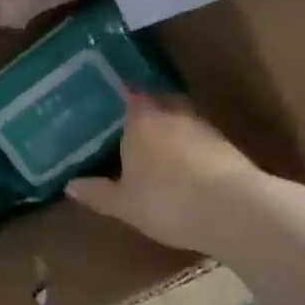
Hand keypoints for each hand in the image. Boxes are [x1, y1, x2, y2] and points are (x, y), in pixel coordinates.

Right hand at [66, 94, 274, 257]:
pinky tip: (188, 170)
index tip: (112, 100)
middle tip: (133, 126)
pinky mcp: (229, 148)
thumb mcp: (123, 204)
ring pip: (183, 121)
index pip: (131, 94)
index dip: (122, 95)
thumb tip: (70, 185)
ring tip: (160, 149)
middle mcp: (174, 114)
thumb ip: (97, 192)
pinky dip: (194, 151)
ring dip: (174, 132)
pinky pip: (203, 142)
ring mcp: (205, 129)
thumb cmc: (166, 200)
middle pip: (160, 102)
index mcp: (142, 119)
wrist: (234, 211)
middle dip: (149, 112)